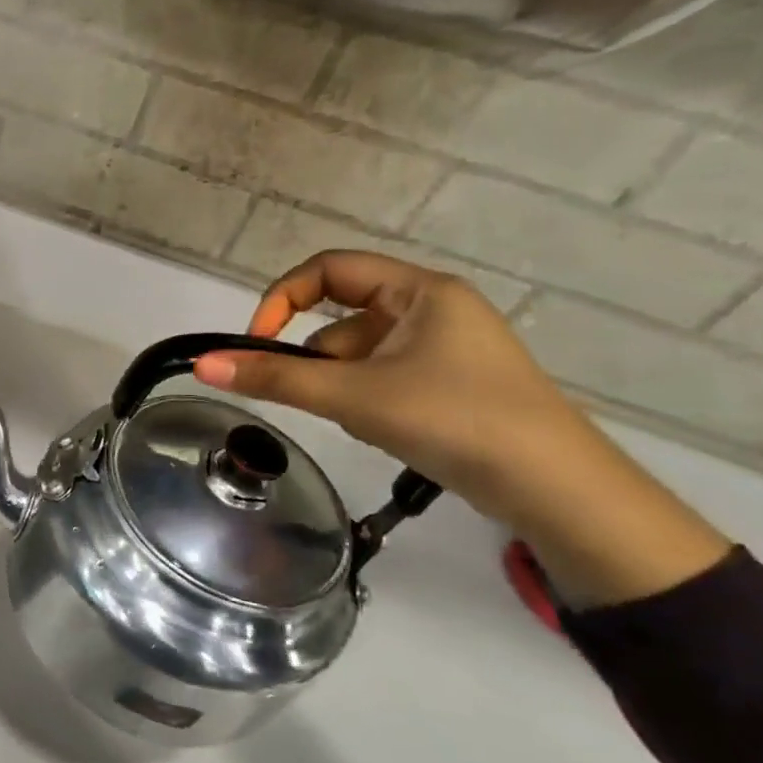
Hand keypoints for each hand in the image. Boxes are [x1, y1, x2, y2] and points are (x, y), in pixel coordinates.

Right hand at [193, 251, 729, 606]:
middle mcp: (433, 310)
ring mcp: (444, 350)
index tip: (257, 342)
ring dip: (343, 386)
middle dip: (321, 360)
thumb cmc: (454, 419)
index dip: (283, 298)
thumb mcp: (354, 396)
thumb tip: (203, 364)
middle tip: (322, 396)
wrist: (558, 492)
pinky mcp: (448, 386)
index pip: (329, 269)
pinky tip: (387, 432)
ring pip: (359, 355)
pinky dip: (368, 401)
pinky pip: (383, 379)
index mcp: (420, 291)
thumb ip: (276, 378)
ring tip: (368, 422)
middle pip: (341, 318)